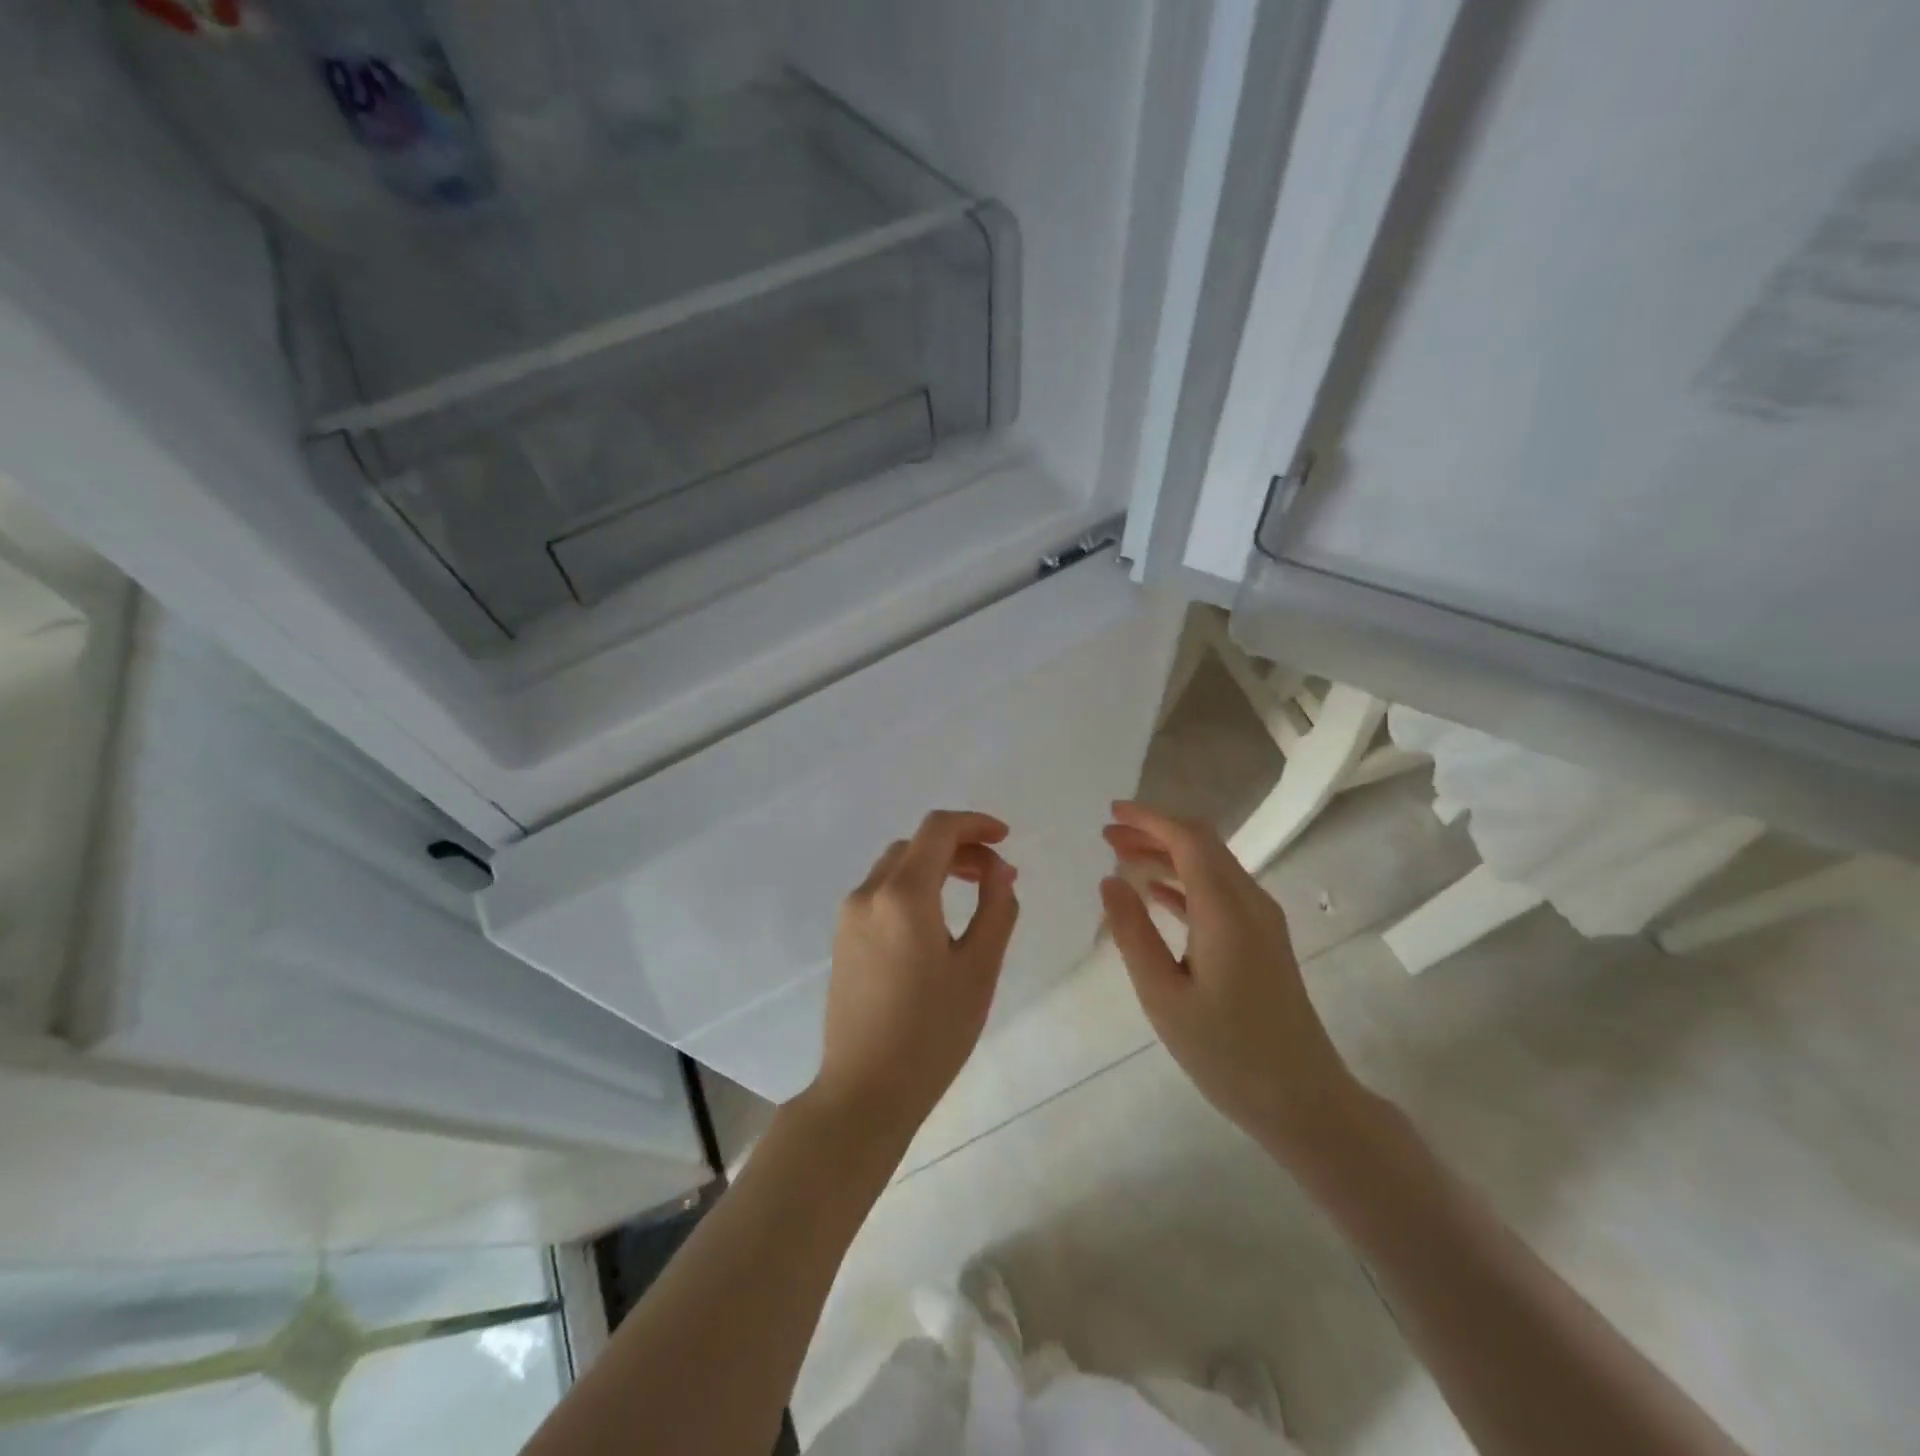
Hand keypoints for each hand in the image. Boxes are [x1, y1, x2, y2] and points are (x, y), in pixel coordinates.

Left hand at [808, 811, 1020, 1141]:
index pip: (938, 829)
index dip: (975, 824)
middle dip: (959, 847)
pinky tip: (935, 920)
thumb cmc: (932, 1032)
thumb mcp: (979, 969)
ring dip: (934, 865)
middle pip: (916, 844)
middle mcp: (868, 893)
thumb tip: (1000, 870)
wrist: (865, 1090)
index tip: (1006, 839)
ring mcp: (849, 916)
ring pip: (895, 866)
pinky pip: (880, 892)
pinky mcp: (842, 939)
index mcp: (903, 895)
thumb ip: (996, 908)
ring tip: (970, 894)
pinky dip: (912, 886)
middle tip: (995, 875)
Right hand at [1100, 800, 1356, 1165]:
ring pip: (1211, 866)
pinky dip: (1184, 882)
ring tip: (1121, 858)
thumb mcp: (1163, 996)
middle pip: (1202, 845)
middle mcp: (1249, 903)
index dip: (1149, 819)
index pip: (1188, 840)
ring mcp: (1261, 921)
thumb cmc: (1227, 1053)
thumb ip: (1133, 934)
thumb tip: (1110, 881)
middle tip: (1107, 836)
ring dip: (1167, 855)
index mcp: (1226, 911)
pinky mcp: (1262, 940)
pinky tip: (1154, 894)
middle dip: (1154, 832)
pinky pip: (1219, 893)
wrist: (1304, 1100)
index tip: (1110, 812)